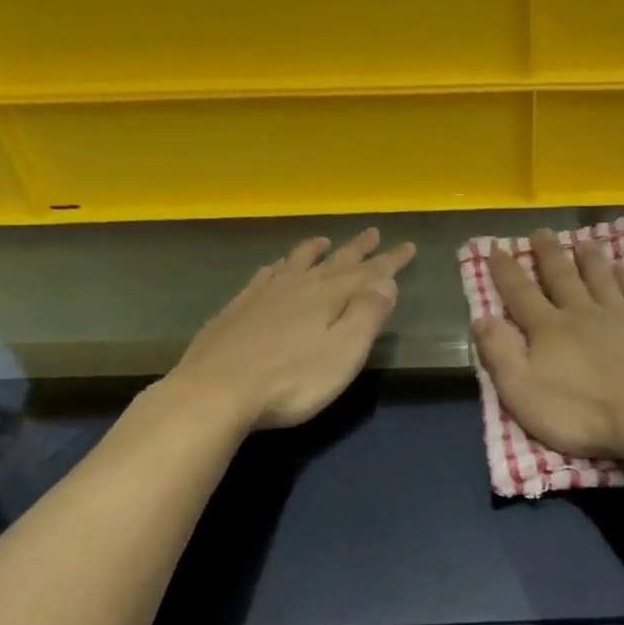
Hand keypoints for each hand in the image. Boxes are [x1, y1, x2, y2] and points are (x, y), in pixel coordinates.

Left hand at [163, 229, 415, 430]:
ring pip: (295, 263)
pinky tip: (274, 268)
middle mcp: (297, 287)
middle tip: (373, 232)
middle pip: (334, 262)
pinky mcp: (236, 309)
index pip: (368, 274)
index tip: (408, 246)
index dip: (390, 261)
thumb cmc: (291, 381)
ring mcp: (263, 296)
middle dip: (357, 249)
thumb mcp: (343, 353)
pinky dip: (277, 268)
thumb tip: (386, 282)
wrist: (215, 391)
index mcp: (328, 298)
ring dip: (313, 251)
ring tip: (323, 240)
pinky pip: (263, 277)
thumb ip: (366, 315)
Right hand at [472, 230, 623, 462]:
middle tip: (542, 232)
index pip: (521, 294)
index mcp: (549, 330)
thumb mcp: (524, 393)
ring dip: (590, 259)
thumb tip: (481, 318)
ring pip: (601, 277)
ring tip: (583, 242)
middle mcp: (583, 313)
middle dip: (549, 254)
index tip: (496, 249)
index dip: (506, 272)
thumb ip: (500, 354)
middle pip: (562, 277)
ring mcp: (621, 315)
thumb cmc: (583, 413)